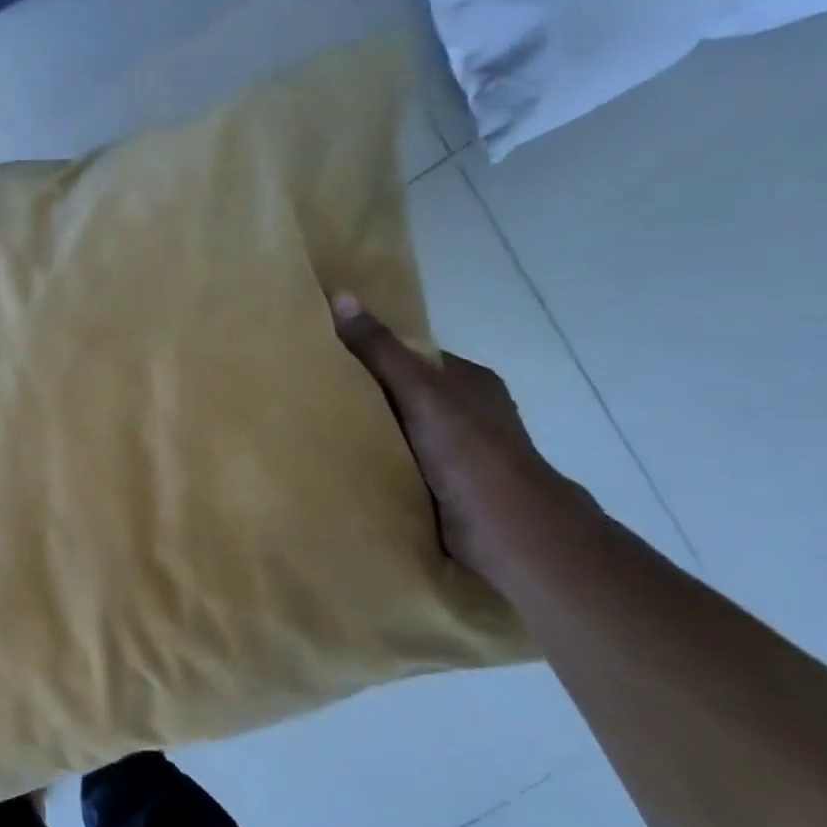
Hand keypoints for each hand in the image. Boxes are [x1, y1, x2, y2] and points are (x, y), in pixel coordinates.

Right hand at [331, 294, 584, 584]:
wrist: (510, 531)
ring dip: (374, 437)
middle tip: (316, 399)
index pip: (413, 359)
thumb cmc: (470, 452)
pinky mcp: (452, 491)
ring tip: (320, 435)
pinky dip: (382, 467)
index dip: (374, 356)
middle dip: (369, 399)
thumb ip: (382, 351)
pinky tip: (348, 469)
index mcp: (470, 382)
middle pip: (407, 397)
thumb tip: (341, 295)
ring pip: (406, 435)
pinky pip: (407, 468)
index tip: (329, 360)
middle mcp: (469, 414)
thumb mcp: (421, 392)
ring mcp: (462, 455)